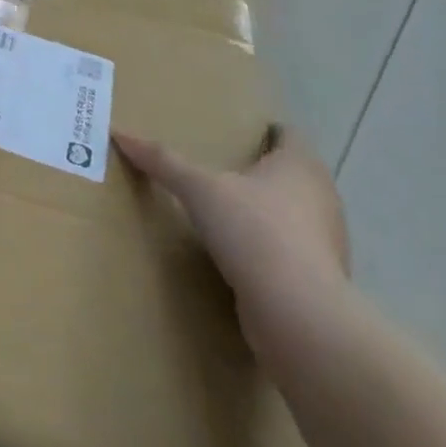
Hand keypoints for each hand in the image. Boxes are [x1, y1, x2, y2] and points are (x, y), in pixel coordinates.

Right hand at [116, 125, 349, 357]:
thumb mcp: (199, 189)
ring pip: (295, 215)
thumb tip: (119, 132)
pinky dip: (270, 250)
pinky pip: (291, 253)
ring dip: (267, 213)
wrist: (298, 313)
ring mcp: (326, 242)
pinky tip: (241, 255)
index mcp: (300, 166)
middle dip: (263, 172)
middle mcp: (322, 197)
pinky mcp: (319, 279)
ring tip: (227, 212)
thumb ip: (162, 162)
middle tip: (222, 169)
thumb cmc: (255, 232)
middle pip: (293, 175)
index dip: (267, 132)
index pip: (289, 136)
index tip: (240, 134)